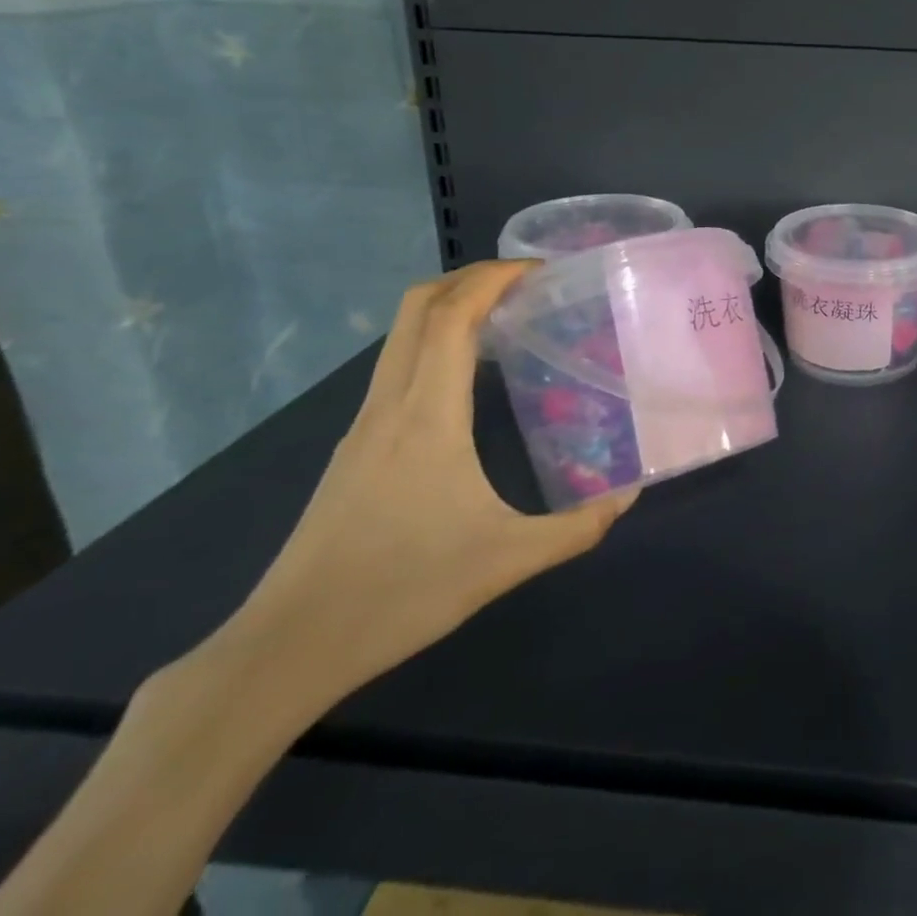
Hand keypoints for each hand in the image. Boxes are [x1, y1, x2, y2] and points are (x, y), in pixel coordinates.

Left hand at [215, 260, 635, 713]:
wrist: (288, 647)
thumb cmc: (400, 592)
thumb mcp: (505, 561)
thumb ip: (576, 528)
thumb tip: (628, 498)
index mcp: (426, 415)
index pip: (452, 315)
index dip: (493, 277)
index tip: (540, 268)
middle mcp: (390, 404)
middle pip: (418, 306)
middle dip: (470, 277)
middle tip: (525, 282)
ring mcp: (365, 424)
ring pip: (401, 334)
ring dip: (449, 306)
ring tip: (504, 316)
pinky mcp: (355, 446)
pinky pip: (397, 365)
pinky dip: (434, 341)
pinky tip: (466, 376)